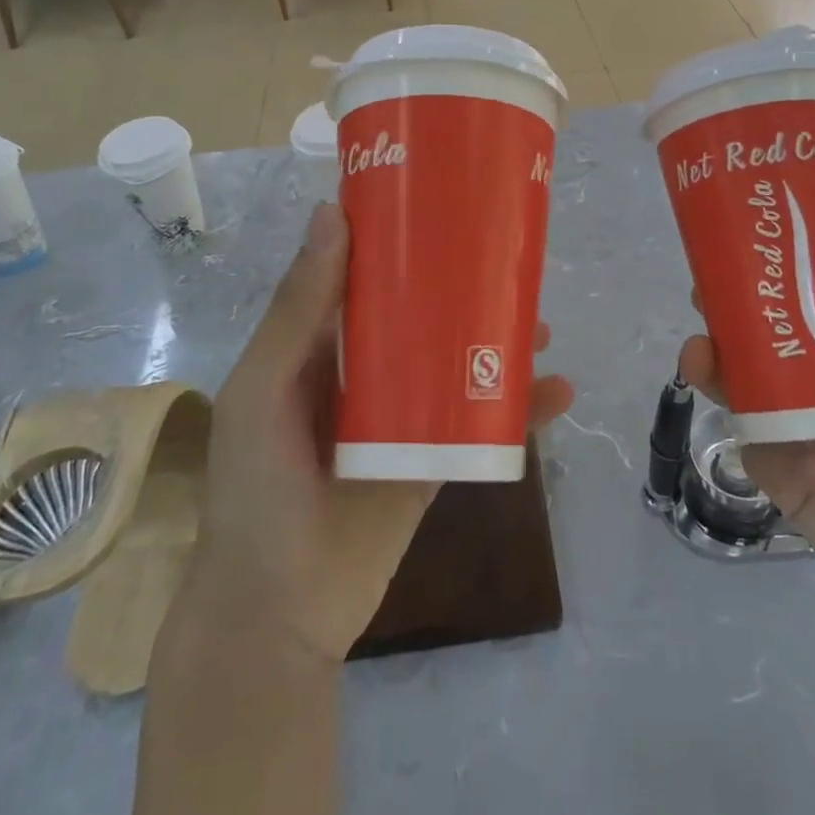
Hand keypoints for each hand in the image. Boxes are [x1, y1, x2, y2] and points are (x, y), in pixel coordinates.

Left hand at [192, 202, 574, 663]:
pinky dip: (520, 407)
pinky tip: (558, 391)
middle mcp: (364, 371)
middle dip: (463, 289)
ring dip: (499, 342)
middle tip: (508, 262)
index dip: (398, 239)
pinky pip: (482, 421)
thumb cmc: (256, 486)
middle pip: (421, 315)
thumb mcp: (265, 387)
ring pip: (457, 362)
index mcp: (318, 344)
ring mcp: (404, 415)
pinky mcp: (434, 458)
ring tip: (541, 324)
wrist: (276, 612)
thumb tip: (332, 213)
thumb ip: (300, 308)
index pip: (363, 275)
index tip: (443, 202)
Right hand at [679, 218, 814, 662]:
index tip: (752, 243)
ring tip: (698, 348)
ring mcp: (798, 430)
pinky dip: (727, 410)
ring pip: (745, 382)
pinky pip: (744, 432)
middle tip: (704, 290)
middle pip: (769, 339)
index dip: (784, 273)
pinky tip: (712, 390)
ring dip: (715, 358)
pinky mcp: (777, 470)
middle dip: (733, 313)